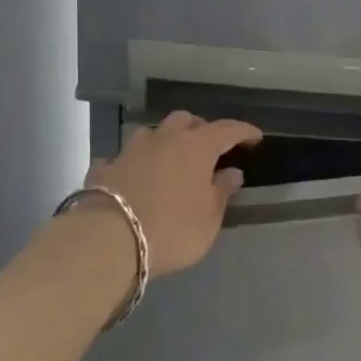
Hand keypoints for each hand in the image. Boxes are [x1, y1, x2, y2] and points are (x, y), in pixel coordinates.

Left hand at [84, 111, 261, 275]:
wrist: (109, 240)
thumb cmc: (172, 229)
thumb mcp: (209, 218)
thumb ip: (222, 192)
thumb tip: (232, 172)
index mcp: (196, 148)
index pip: (227, 129)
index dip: (244, 131)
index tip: (255, 137)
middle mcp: (163, 140)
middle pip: (185, 120)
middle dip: (200, 128)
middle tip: (209, 146)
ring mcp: (130, 151)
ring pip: (151, 133)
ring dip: (164, 140)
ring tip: (169, 158)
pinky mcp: (104, 169)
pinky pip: (120, 158)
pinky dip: (130, 163)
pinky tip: (130, 175)